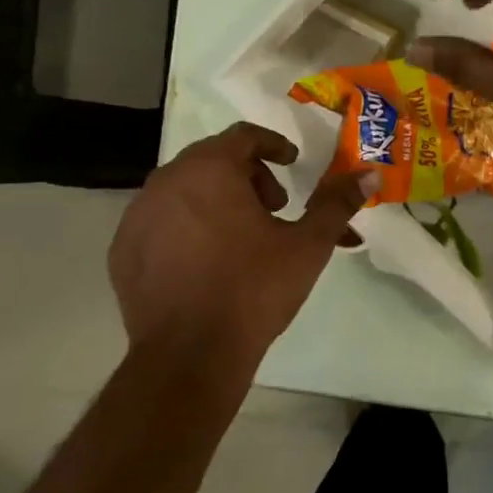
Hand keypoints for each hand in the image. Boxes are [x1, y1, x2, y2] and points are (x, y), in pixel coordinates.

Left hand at [109, 123, 372, 364]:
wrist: (190, 356)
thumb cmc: (253, 289)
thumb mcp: (307, 245)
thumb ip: (337, 204)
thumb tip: (369, 175)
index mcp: (210, 169)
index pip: (244, 136)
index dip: (274, 146)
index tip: (292, 166)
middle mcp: (167, 180)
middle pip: (213, 159)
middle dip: (248, 176)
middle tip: (273, 208)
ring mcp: (138, 215)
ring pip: (184, 189)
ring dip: (216, 200)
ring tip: (241, 238)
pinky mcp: (123, 249)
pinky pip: (160, 221)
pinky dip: (185, 227)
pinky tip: (205, 262)